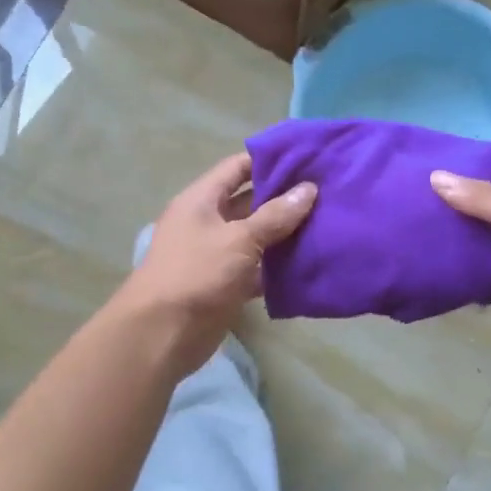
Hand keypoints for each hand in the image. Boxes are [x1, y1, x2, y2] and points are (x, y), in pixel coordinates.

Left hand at [119, 153, 316, 374]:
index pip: (238, 167)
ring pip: (257, 236)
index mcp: (202, 200)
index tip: (307, 156)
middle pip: (250, 201)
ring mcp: (217, 254)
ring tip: (328, 222)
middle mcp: (208, 222)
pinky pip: (258, 268)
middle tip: (327, 191)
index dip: (270, 159)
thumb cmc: (197, 274)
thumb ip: (275, 216)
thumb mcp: (239, 239)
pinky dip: (280, 267)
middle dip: (285, 197)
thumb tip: (309, 189)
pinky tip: (311, 262)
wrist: (163, 333)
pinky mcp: (227, 284)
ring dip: (286, 233)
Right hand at [431, 173, 490, 372]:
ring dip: (458, 248)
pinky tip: (433, 274)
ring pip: (484, 253)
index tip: (432, 180)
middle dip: (458, 215)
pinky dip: (463, 281)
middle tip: (414, 209)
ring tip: (414, 238)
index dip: (472, 181)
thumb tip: (435, 177)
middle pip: (489, 219)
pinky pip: (483, 285)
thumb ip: (483, 200)